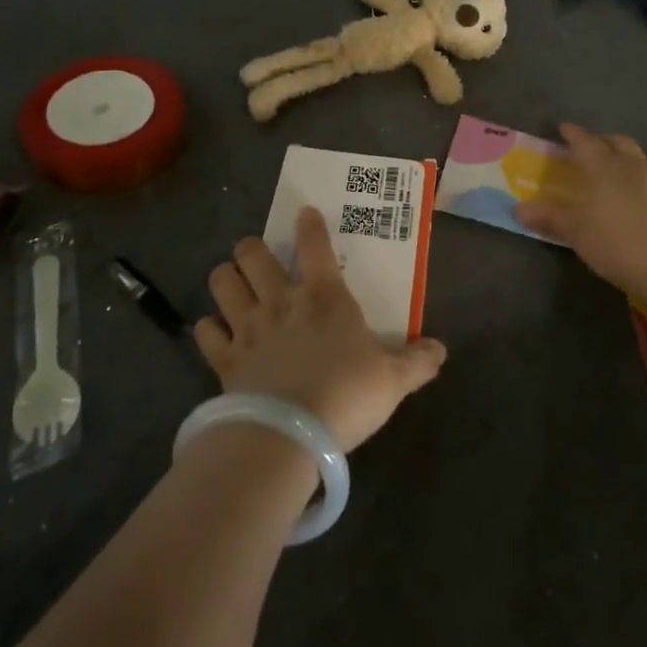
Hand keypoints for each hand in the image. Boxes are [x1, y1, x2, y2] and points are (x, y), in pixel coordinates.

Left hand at [196, 208, 447, 452]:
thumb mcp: (393, 380)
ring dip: (226, 278)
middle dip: (252, 247)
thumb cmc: (347, 394)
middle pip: (252, 253)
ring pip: (222, 281)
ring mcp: (247, 327)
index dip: (310, 224)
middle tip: (258, 256)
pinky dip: (209, 328)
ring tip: (233, 283)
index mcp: (323, 296)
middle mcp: (280, 300)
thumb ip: (417, 362)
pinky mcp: (224, 358)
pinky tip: (217, 332)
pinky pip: (205, 331)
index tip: (305, 213)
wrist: (290, 434)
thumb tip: (440, 349)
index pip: (315, 245)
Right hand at [516, 124, 646, 295]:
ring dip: (642, 156)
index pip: (584, 141)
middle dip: (607, 141)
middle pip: (620, 142)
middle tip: (597, 148)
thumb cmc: (614, 241)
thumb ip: (549, 217)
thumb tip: (518, 209)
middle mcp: (634, 164)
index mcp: (602, 166)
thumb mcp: (574, 231)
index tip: (564, 129)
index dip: (573, 134)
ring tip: (635, 163)